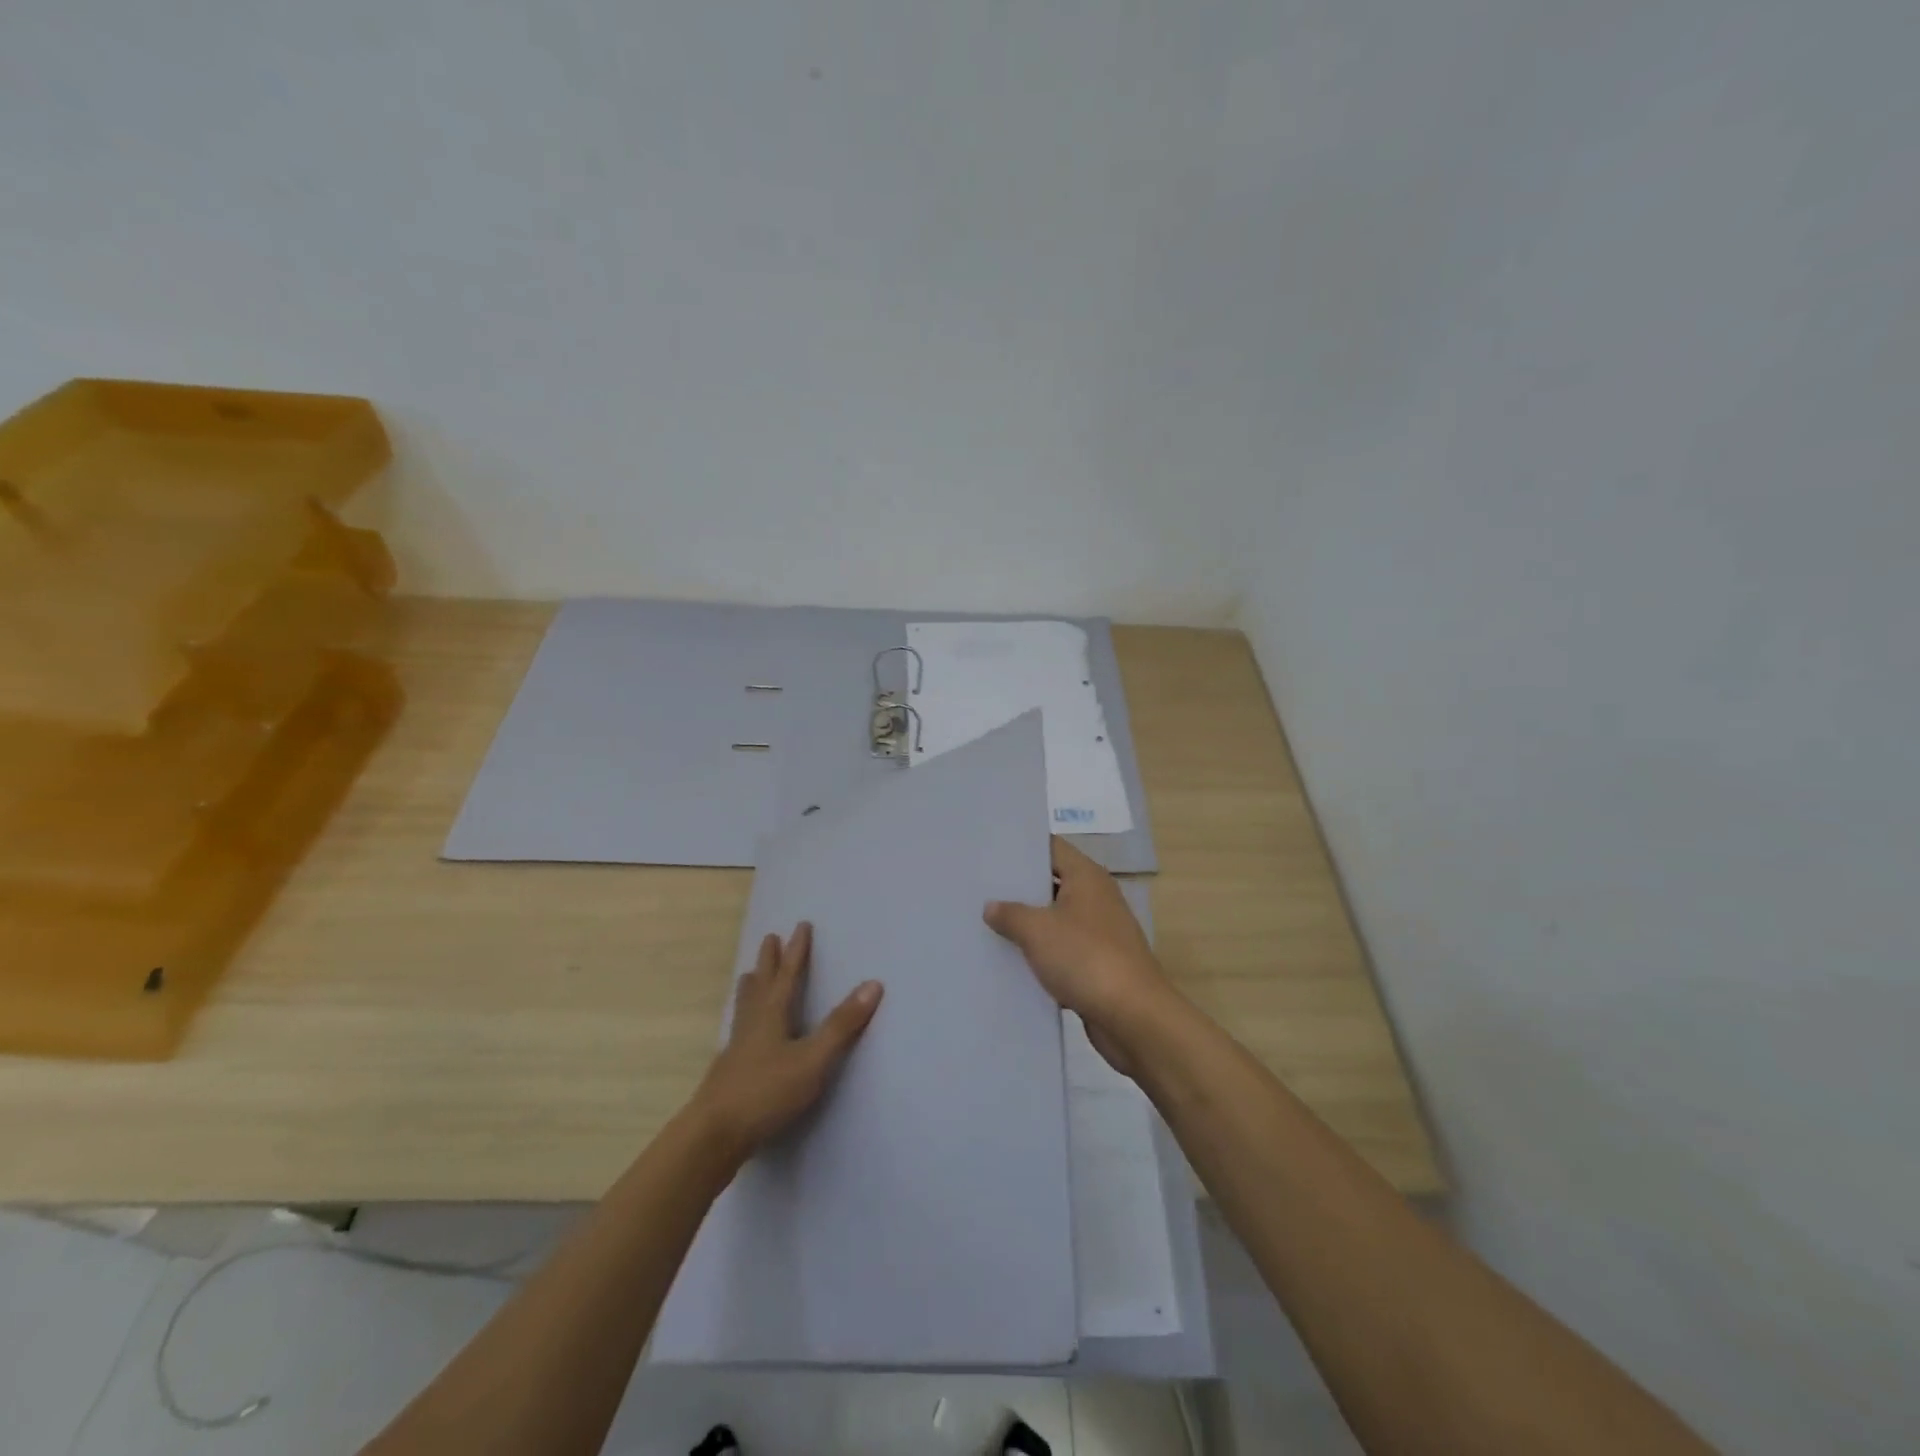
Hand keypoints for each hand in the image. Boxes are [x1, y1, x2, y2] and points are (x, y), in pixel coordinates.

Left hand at [691, 922, 882, 1159]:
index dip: (797, 951)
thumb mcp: (813, 1060)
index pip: (788, 975)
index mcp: (772, 1015)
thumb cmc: (766, 1091)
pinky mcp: (729, 1071)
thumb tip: (873, 983)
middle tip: (769, 938)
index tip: (801, 926)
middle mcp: (753, 1024)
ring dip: (751, 987)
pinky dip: (744, 1018)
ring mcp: (737, 1048)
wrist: (713, 1135)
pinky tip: (742, 1033)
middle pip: (761, 984)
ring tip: (748, 976)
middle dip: (769, 961)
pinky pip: (739, 1030)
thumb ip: (842, 1025)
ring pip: (745, 1007)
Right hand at [984, 838, 1172, 1074]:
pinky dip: (1041, 954)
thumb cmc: (1085, 958)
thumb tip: (992, 906)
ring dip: (1028, 924)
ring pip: (1056, 919)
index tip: (990, 852)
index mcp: (1087, 877)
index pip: (1051, 848)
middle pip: (1052, 883)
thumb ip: (1010, 913)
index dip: (1022, 848)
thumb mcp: (1037, 930)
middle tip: (979, 889)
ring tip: (986, 924)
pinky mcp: (1098, 964)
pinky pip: (1063, 951)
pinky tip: (1011, 961)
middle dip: (1019, 888)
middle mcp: (1096, 898)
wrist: (1132, 1016)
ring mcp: (1100, 932)